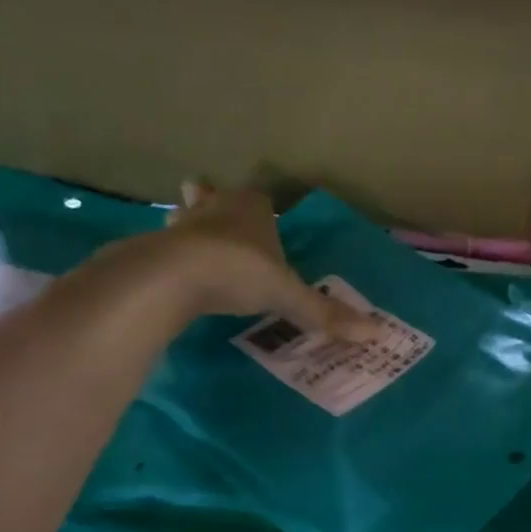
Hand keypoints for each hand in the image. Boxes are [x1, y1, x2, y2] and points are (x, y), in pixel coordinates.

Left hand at [114, 186, 371, 339]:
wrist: (172, 277)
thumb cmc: (239, 272)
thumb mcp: (288, 295)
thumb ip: (325, 314)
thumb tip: (377, 334)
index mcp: (252, 208)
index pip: (260, 198)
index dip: (263, 209)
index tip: (265, 221)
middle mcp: (215, 208)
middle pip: (214, 196)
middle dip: (215, 205)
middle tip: (221, 224)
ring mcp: (180, 224)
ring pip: (185, 214)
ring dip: (189, 226)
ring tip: (195, 245)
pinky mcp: (153, 246)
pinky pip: (164, 245)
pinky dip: (170, 255)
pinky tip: (174, 273)